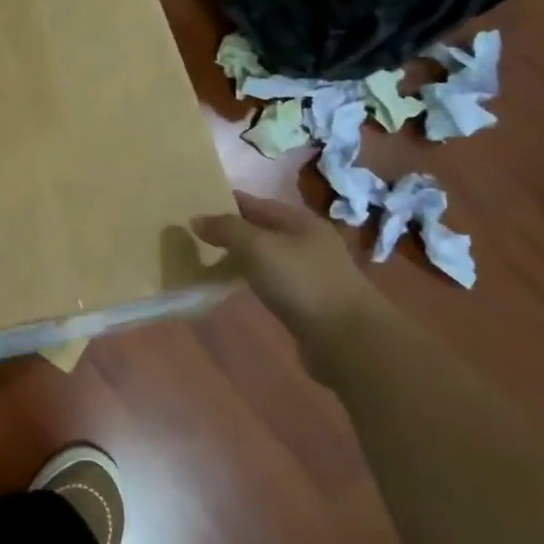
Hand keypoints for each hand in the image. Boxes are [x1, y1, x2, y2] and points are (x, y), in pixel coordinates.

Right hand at [192, 192, 382, 363]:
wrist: (347, 341)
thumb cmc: (302, 283)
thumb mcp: (258, 247)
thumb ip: (226, 229)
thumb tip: (196, 219)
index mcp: (301, 222)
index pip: (256, 203)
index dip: (227, 202)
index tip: (196, 206)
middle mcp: (308, 243)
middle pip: (262, 229)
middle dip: (231, 231)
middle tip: (196, 235)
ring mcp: (310, 273)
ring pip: (266, 256)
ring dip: (240, 256)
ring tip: (208, 259)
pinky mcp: (308, 302)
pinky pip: (271, 281)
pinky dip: (251, 279)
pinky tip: (234, 285)